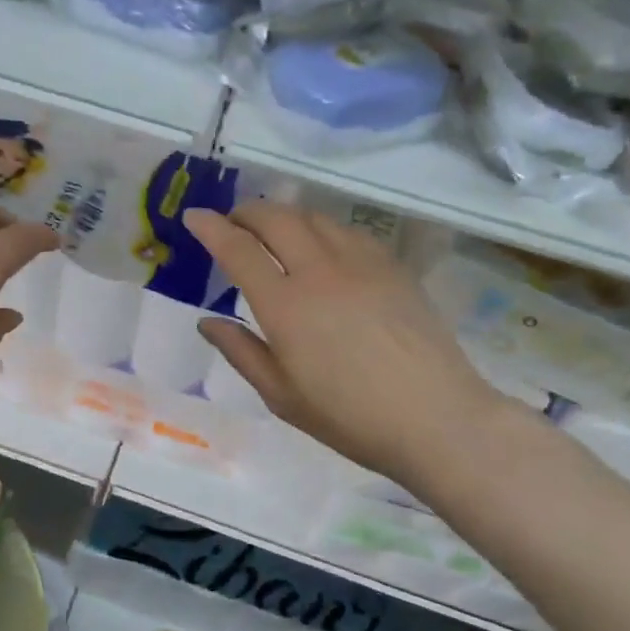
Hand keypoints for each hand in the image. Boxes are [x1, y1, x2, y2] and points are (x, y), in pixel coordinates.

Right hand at [186, 202, 498, 479]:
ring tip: (272, 230)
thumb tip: (207, 322)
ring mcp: (361, 263)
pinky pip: (347, 231)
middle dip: (246, 212)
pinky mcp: (392, 266)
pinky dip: (321, 228)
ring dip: (283, 215)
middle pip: (276, 218)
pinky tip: (321, 246)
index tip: (194, 216)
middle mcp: (319, 271)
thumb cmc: (348, 417)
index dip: (210, 228)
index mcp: (284, 306)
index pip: (238, 249)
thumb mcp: (281, 395)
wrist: (435, 418)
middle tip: (231, 222)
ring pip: (313, 217)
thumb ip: (241, 352)